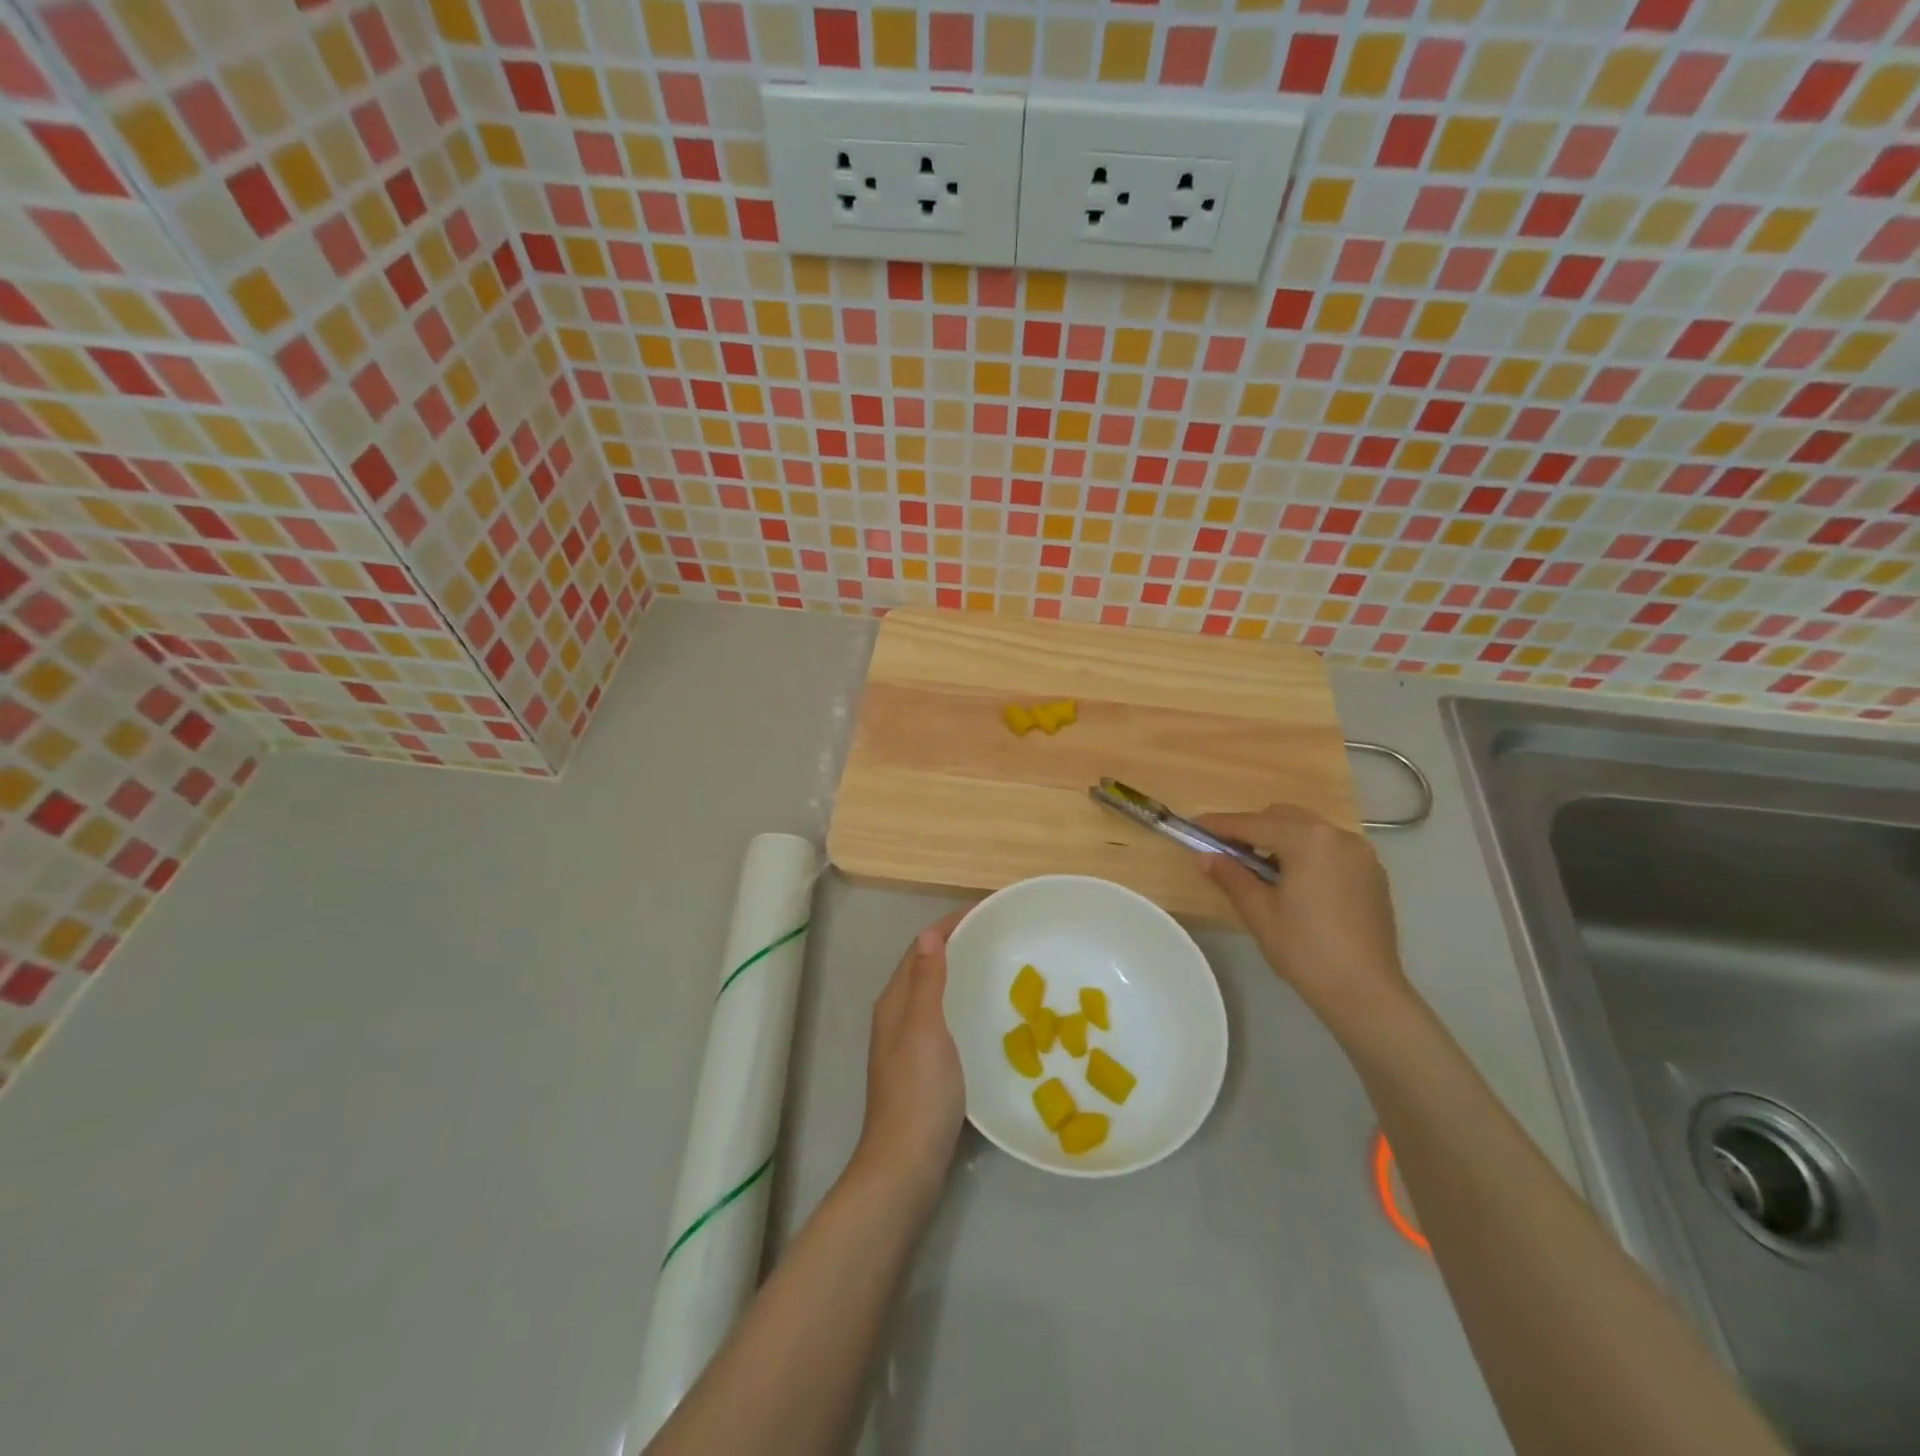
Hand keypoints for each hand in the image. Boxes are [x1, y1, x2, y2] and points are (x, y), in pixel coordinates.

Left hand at [847, 910, 967, 1205]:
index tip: (985, 910)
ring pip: (934, 992)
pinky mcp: (922, 1067)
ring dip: (959, 972)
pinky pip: (943, 1018)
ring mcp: (907, 1043)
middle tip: (997, 934)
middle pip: (926, 966)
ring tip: (996, 965)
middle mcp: (897, 1016)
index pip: (921, 948)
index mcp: (895, 1001)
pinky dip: (962, 1002)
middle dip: (956, 944)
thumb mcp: (925, 1029)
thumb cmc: (919, 1091)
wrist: (906, 1162)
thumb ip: (927, 981)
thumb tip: (929, 933)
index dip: (949, 925)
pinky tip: (984, 1015)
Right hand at [1193, 805, 1412, 1027]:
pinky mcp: (1372, 874)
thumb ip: (1230, 876)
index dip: (1221, 825)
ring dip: (1280, 840)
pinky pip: (1330, 849)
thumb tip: (1204, 856)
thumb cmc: (1305, 949)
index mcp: (1309, 840)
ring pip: (1309, 831)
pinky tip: (1294, 882)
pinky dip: (1306, 853)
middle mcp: (1338, 836)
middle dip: (1253, 828)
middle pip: (1284, 818)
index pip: (1254, 823)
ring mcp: (1361, 854)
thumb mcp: (1259, 911)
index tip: (1195, 825)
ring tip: (1260, 870)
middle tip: (1227, 851)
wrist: (1365, 992)